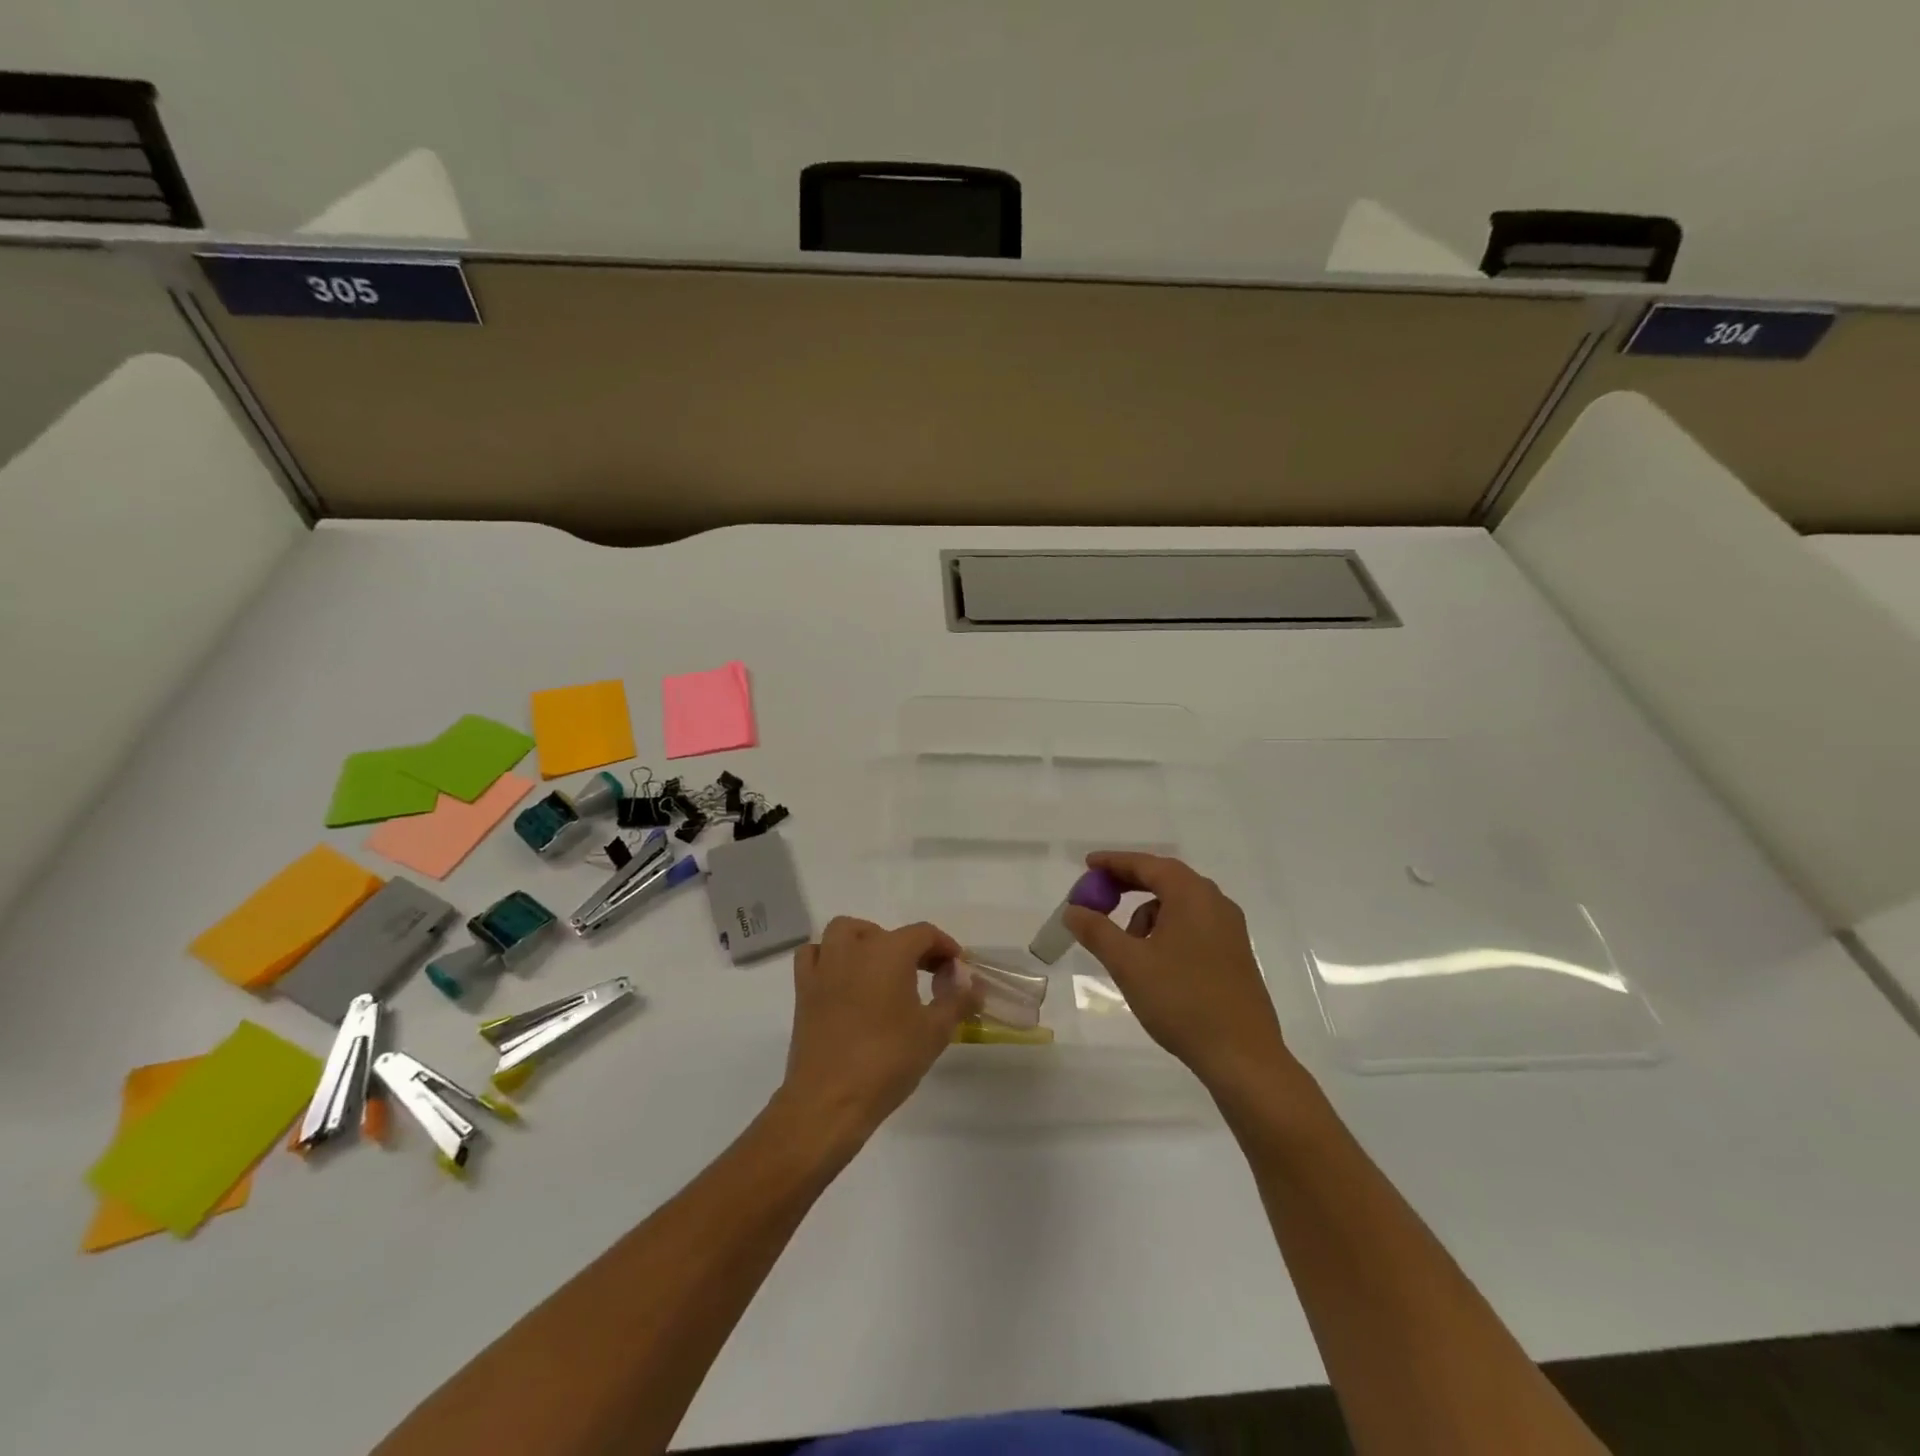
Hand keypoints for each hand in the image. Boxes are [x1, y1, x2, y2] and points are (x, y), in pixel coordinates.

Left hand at [778, 917, 980, 1144]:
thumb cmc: (887, 1061)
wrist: (830, 1100)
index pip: (924, 934)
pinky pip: (815, 955)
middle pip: (886, 931)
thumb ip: (958, 1000)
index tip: (956, 969)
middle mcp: (855, 948)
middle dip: (910, 947)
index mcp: (890, 951)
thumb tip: (974, 984)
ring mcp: (825, 966)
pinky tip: (842, 979)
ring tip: (882, 968)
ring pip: (844, 932)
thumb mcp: (935, 1032)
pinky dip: (829, 956)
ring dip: (866, 940)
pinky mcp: (803, 988)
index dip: (944, 947)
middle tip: (927, 974)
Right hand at [1063, 851, 1292, 1094]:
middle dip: (1128, 885)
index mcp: (1192, 895)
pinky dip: (1167, 929)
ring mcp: (1230, 928)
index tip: (1087, 865)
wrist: (1243, 1057)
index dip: (1113, 862)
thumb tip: (1073, 910)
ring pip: (1179, 905)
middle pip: (1165, 879)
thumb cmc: (1182, 1001)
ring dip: (1147, 914)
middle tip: (1098, 898)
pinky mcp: (1235, 953)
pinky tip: (1156, 963)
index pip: (1146, 864)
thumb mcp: (1129, 964)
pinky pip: (1193, 924)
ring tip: (1128, 948)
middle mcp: (1215, 902)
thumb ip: (1096, 931)